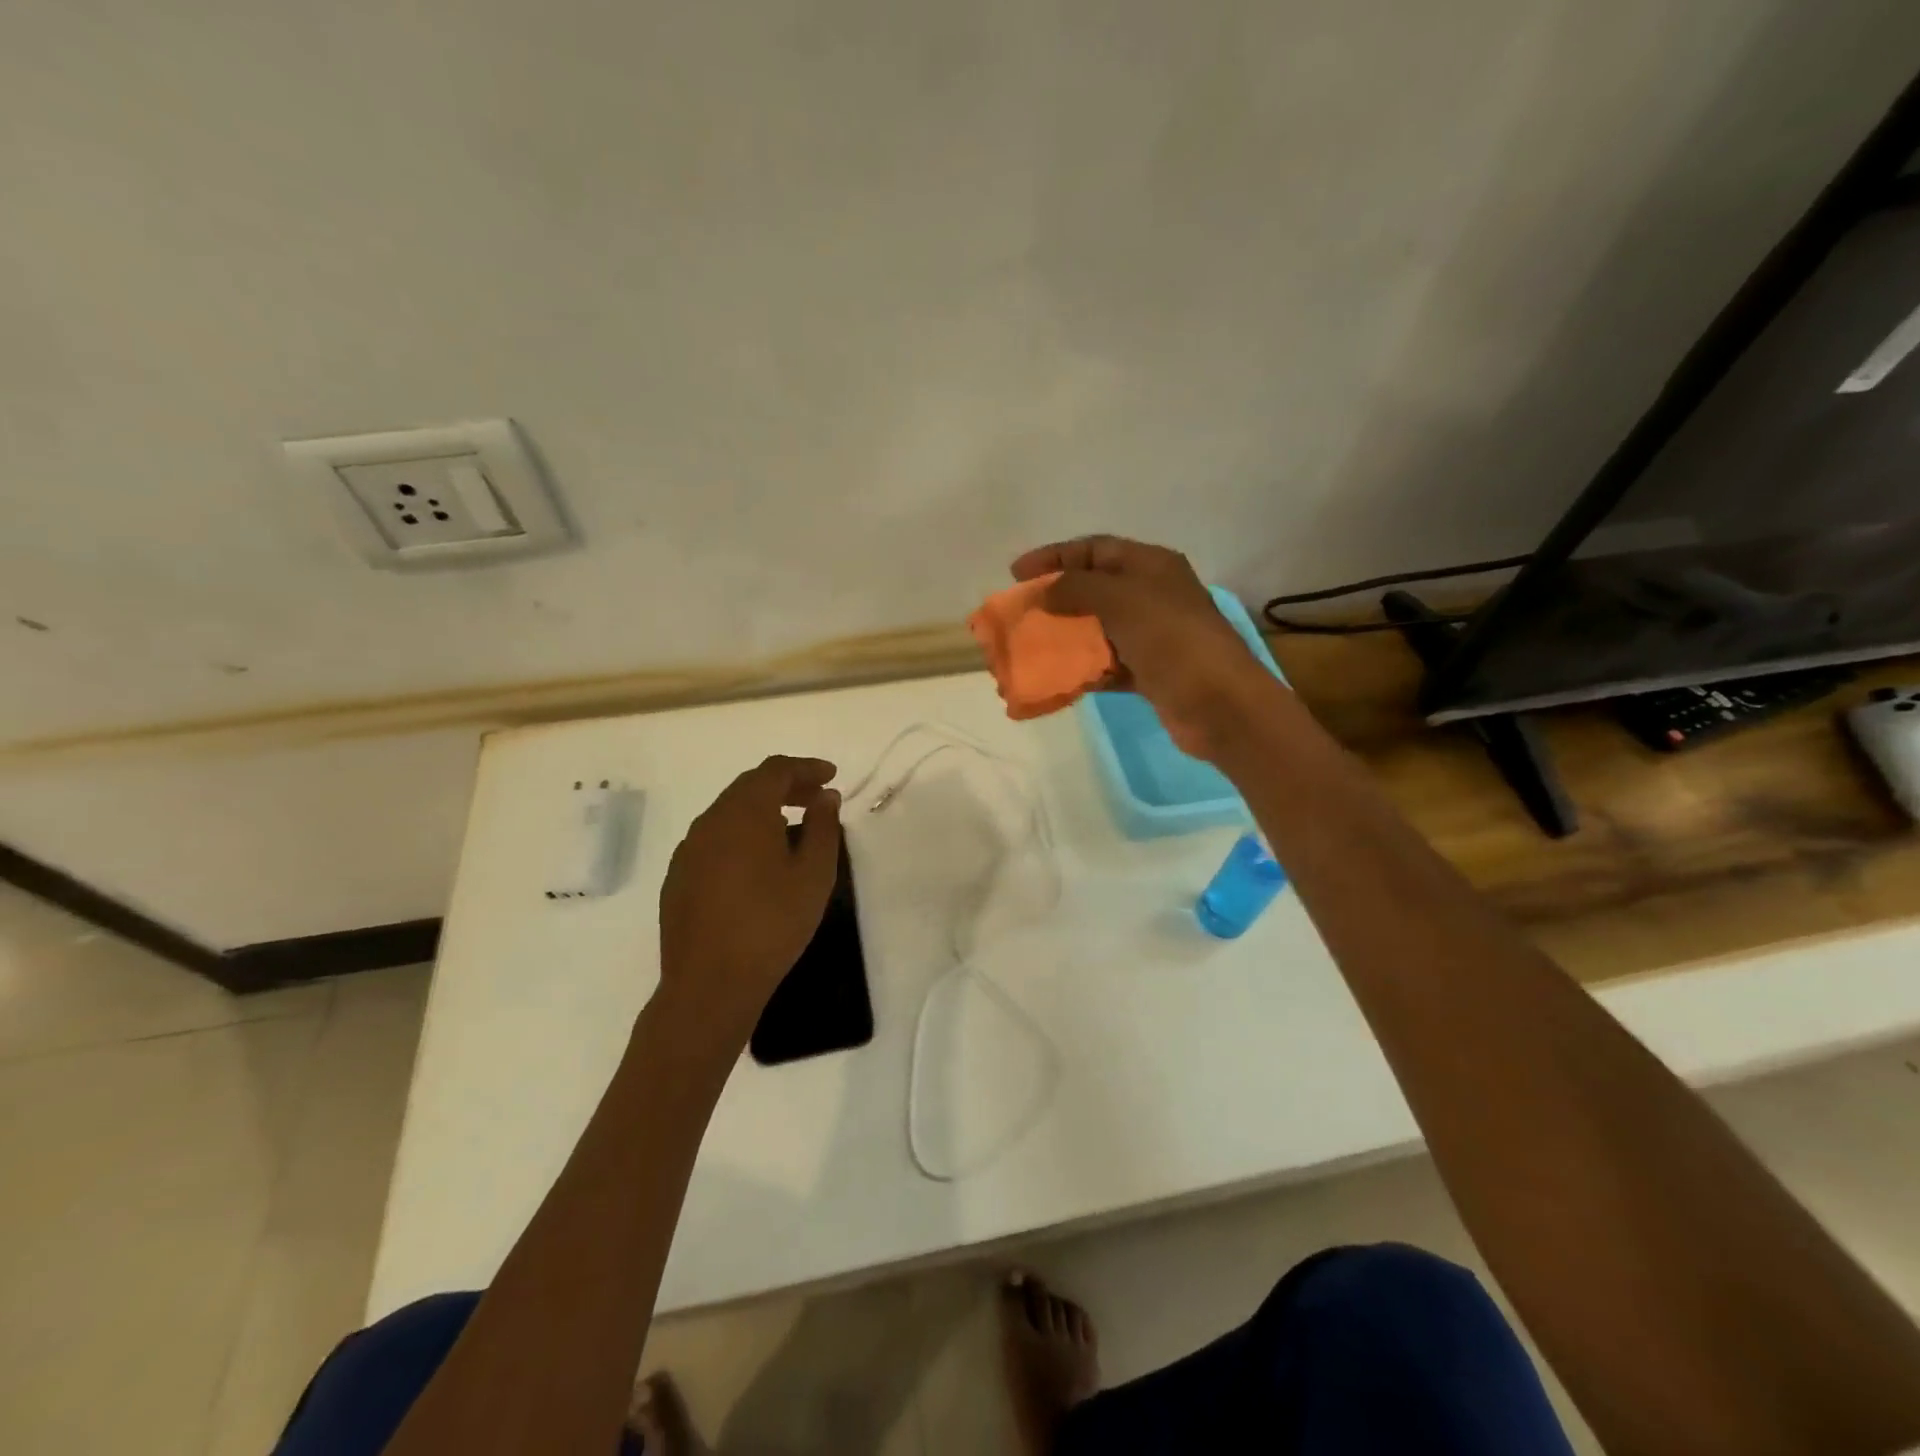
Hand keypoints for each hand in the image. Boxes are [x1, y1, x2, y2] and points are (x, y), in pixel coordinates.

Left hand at [656, 756, 842, 1044]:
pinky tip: (757, 861)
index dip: (806, 768)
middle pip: (750, 786)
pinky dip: (742, 834)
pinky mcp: (678, 876)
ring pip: (729, 812)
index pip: (776, 770)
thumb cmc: (772, 925)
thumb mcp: (814, 875)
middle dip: (786, 786)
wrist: (710, 984)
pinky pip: (715, 839)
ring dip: (763, 810)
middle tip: (817, 799)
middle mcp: (710, 821)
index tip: (832, 776)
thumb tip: (825, 797)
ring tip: (792, 827)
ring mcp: (689, 849)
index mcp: (744, 812)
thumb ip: (823, 828)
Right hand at [1011, 535, 1276, 760]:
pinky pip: (1107, 664)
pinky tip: (1059, 677)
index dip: (1054, 556)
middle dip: (1056, 598)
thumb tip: (1045, 591)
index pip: (1095, 549)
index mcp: (1151, 566)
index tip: (1016, 574)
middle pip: (1094, 588)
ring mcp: (1152, 636)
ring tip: (1032, 645)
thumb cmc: (1171, 640)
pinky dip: (1084, 668)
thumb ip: (1077, 588)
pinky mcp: (1150, 672)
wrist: (1219, 704)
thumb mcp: (1121, 600)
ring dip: (1066, 636)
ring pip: (1098, 628)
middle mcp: (1152, 595)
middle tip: (1022, 612)